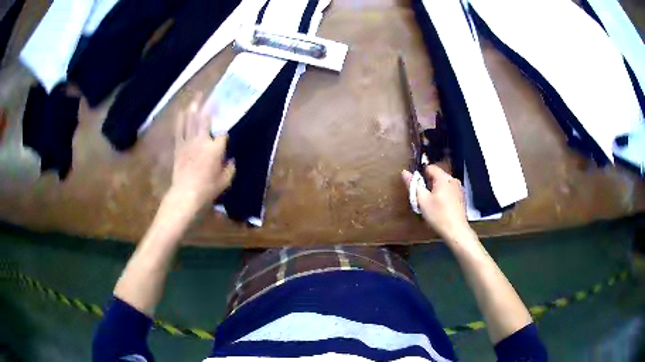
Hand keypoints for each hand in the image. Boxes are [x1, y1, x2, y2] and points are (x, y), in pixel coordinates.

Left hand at [169, 97, 234, 211]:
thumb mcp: (225, 181)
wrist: (185, 193)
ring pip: (191, 120)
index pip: (222, 134)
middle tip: (213, 95)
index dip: (224, 133)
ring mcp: (188, 141)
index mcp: (215, 148)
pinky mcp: (179, 146)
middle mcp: (202, 140)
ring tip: (197, 96)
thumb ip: (230, 168)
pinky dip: (180, 119)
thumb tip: (231, 160)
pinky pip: (179, 129)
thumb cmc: (207, 188)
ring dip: (194, 107)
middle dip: (210, 106)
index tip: (225, 134)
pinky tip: (182, 111)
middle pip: (205, 119)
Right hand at [402, 165, 470, 242]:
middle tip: (422, 197)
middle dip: (428, 183)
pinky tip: (441, 207)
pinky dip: (443, 195)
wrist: (456, 231)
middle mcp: (453, 180)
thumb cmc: (438, 215)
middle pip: (437, 175)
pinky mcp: (462, 197)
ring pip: (443, 184)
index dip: (421, 175)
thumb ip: (413, 185)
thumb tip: (404, 172)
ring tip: (431, 203)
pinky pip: (449, 191)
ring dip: (436, 189)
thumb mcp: (422, 200)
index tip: (417, 187)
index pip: (430, 167)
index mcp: (443, 178)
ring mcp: (459, 188)